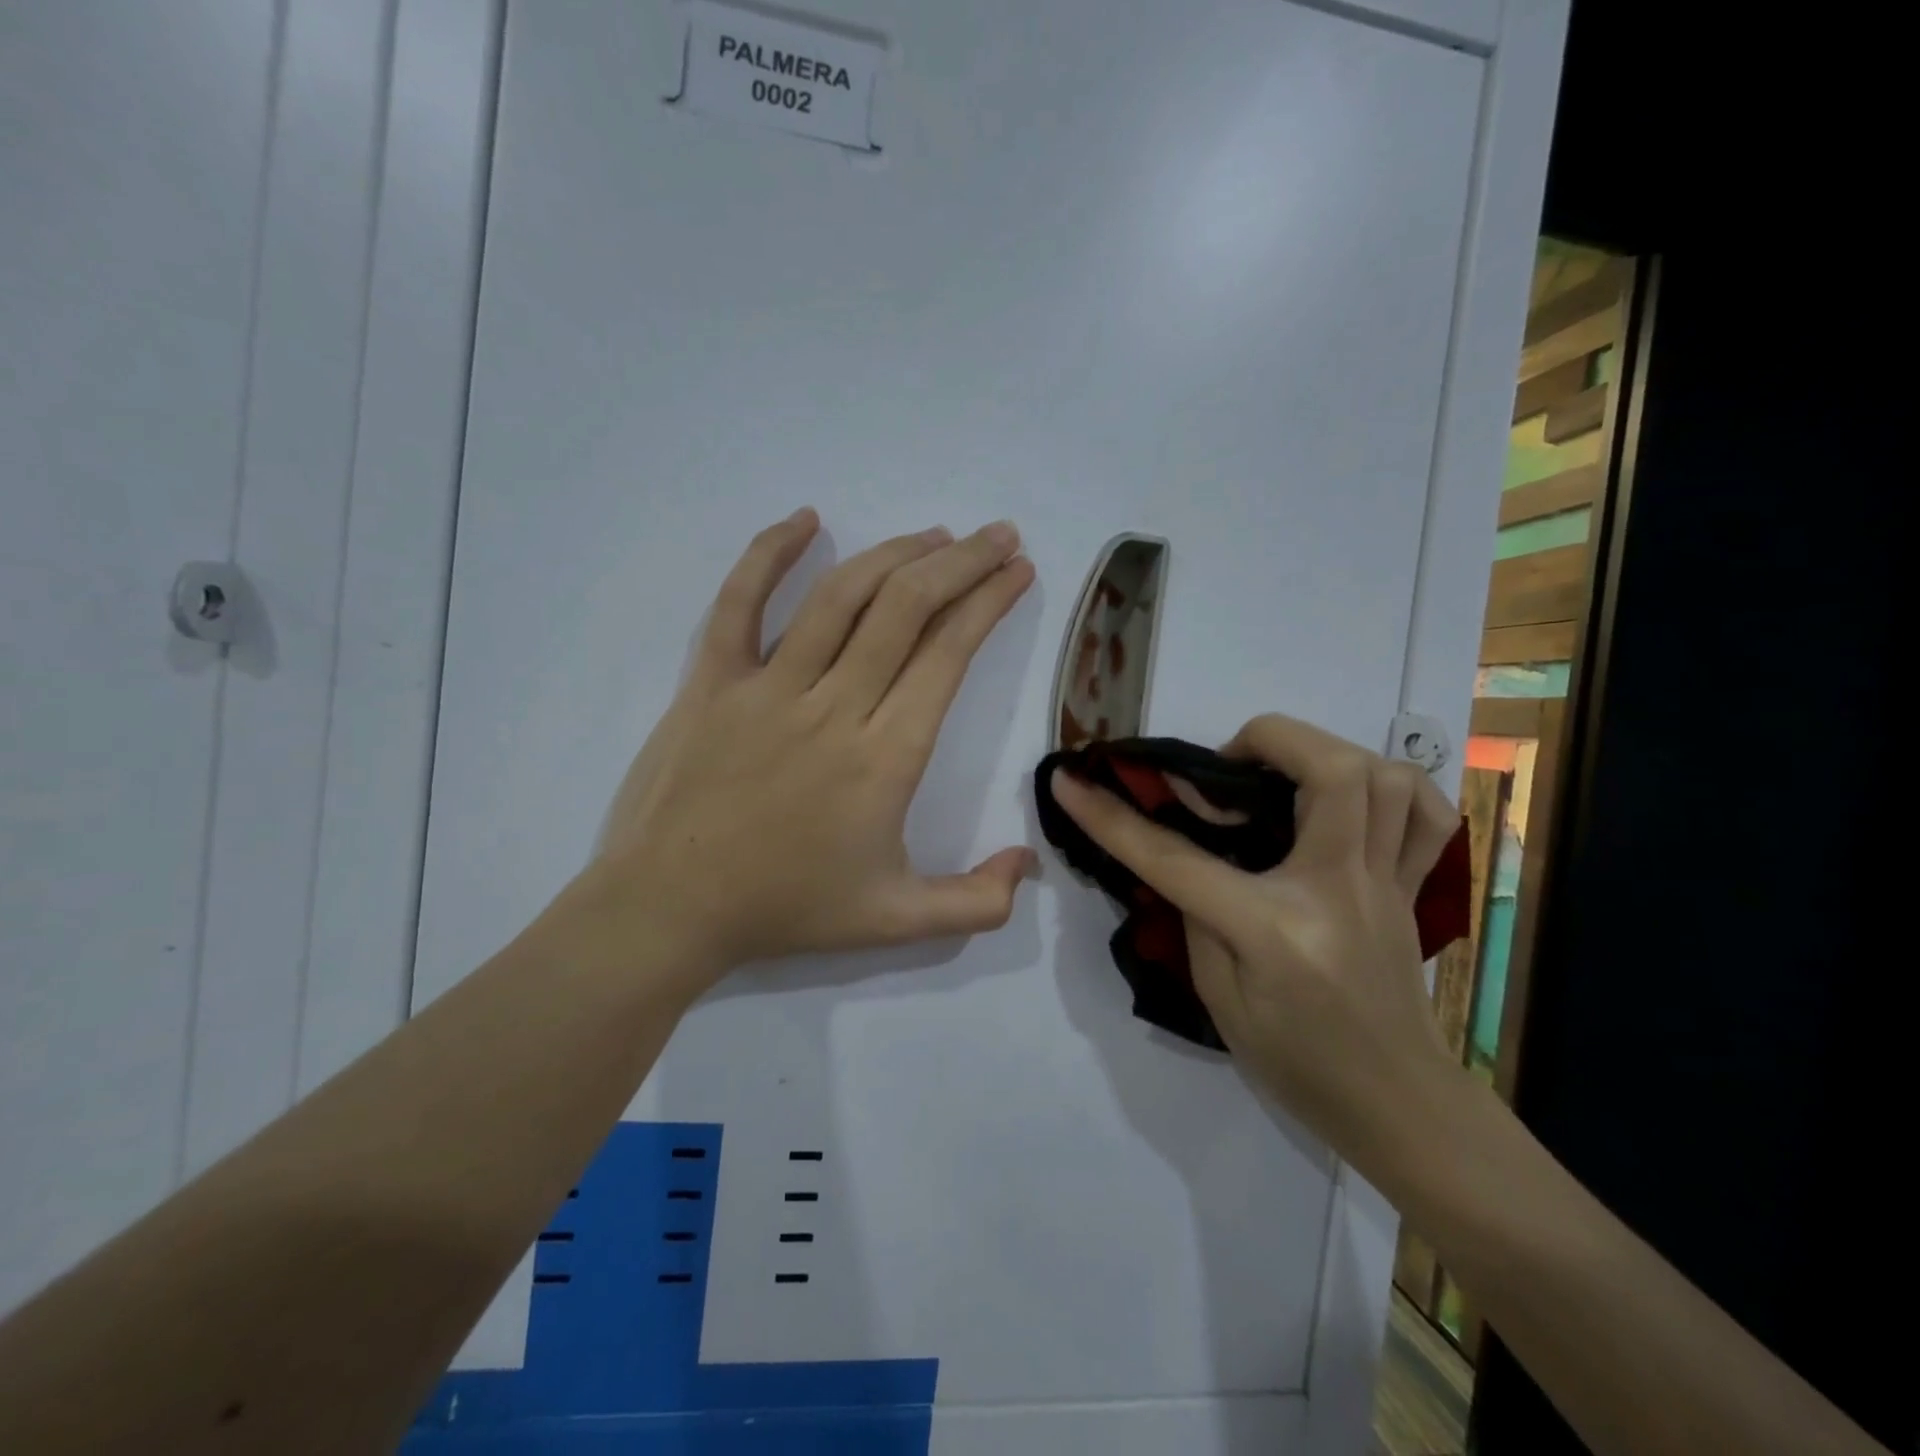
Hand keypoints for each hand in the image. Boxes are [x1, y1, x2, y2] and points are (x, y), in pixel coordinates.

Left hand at [590, 509, 1037, 991]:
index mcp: (884, 757)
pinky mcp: (711, 680)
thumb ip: (975, 902)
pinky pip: (739, 601)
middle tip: (997, 535)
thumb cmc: (786, 909)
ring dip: (896, 553)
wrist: (670, 909)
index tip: (1018, 570)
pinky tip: (807, 519)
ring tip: (935, 535)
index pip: (948, 655)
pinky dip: (771, 553)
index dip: (989, 602)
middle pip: (906, 609)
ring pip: (841, 596)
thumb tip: (1029, 861)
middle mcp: (833, 706)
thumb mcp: (896, 921)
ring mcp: (767, 686)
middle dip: (962, 562)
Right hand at [1050, 715, 1462, 1173]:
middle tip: (1226, 764)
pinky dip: (1394, 788)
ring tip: (1282, 776)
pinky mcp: (1412, 888)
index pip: (1177, 858)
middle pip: (1329, 772)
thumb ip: (1196, 917)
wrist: (1398, 1107)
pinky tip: (1355, 799)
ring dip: (1327, 754)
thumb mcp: (1220, 1001)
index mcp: (1274, 928)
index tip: (1070, 782)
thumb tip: (1186, 856)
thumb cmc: (1297, 1065)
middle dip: (1267, 738)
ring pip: (1387, 778)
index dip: (1111, 817)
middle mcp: (1338, 889)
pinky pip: (1430, 816)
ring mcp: (1386, 884)